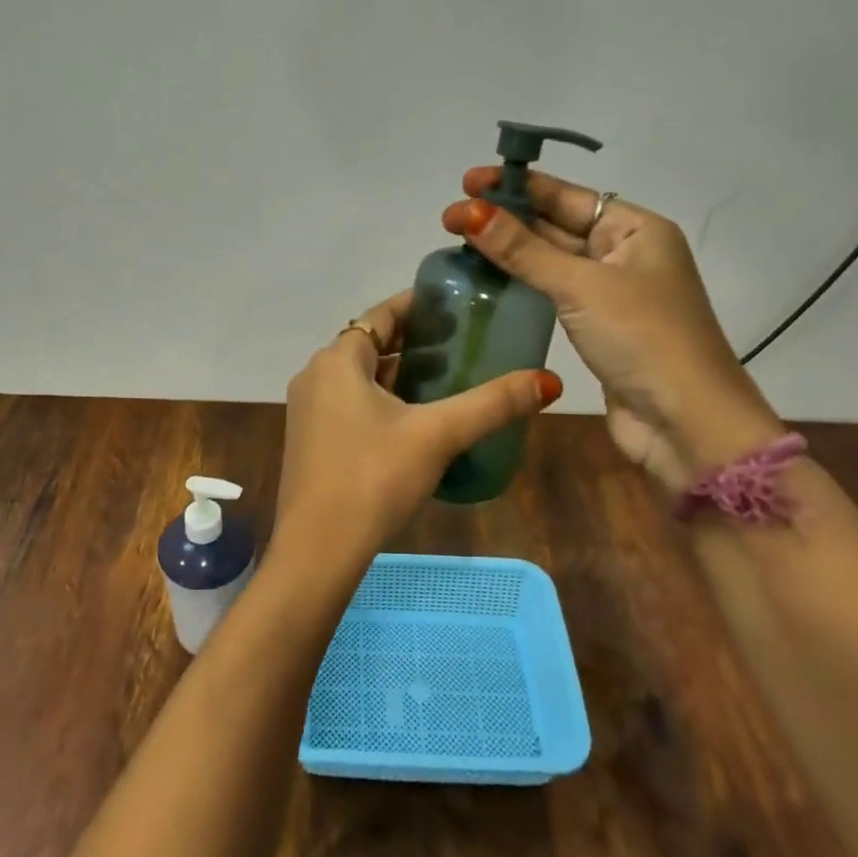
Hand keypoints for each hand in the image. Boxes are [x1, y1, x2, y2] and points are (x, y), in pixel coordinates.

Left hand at [273, 289, 560, 572]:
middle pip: (370, 345)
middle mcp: (316, 375)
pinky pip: (350, 404)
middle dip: (414, 343)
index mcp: (338, 360)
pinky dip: (381, 400)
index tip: (455, 307)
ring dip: (398, 374)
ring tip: (447, 380)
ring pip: (360, 378)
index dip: (418, 307)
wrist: (318, 550)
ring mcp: (308, 410)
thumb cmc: (374, 478)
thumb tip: (548, 380)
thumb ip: (492, 404)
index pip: (381, 315)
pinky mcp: (310, 440)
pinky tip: (414, 421)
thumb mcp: (438, 435)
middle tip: (462, 345)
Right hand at [443, 168, 782, 492]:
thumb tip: (469, 211)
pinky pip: (554, 292)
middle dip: (506, 219)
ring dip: (511, 251)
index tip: (468, 181)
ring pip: (552, 261)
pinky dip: (523, 283)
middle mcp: (626, 254)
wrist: (687, 425)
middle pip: (557, 225)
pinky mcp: (598, 327)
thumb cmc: (642, 338)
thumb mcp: (581, 285)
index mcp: (636, 229)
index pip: (566, 196)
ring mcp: (613, 293)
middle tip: (450, 216)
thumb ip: (523, 250)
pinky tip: (488, 280)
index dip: (516, 186)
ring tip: (460, 242)